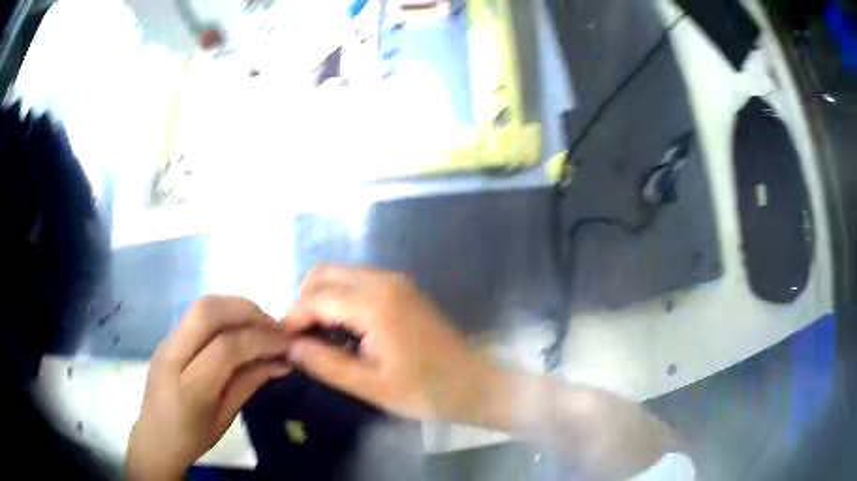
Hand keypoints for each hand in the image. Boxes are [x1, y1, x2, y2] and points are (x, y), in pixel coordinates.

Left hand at [126, 296, 291, 479]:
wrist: (154, 437)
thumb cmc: (193, 437)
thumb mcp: (225, 418)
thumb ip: (250, 383)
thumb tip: (282, 361)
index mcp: (189, 388)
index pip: (225, 348)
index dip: (260, 340)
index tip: (286, 343)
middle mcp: (172, 356)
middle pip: (207, 312)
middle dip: (246, 310)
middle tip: (274, 326)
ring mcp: (166, 342)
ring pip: (200, 306)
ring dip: (235, 307)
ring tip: (259, 324)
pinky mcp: (166, 337)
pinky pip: (196, 315)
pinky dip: (223, 313)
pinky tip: (237, 329)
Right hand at [285, 265, 492, 422]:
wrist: (474, 383)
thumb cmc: (426, 391)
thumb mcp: (371, 386)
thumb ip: (326, 364)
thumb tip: (291, 347)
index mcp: (375, 304)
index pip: (316, 297)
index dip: (293, 318)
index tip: (283, 342)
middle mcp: (384, 280)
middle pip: (324, 274)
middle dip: (304, 302)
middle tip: (302, 339)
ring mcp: (396, 281)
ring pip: (340, 275)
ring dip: (321, 299)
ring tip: (319, 337)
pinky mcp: (402, 288)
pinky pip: (358, 283)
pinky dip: (340, 299)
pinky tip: (343, 330)